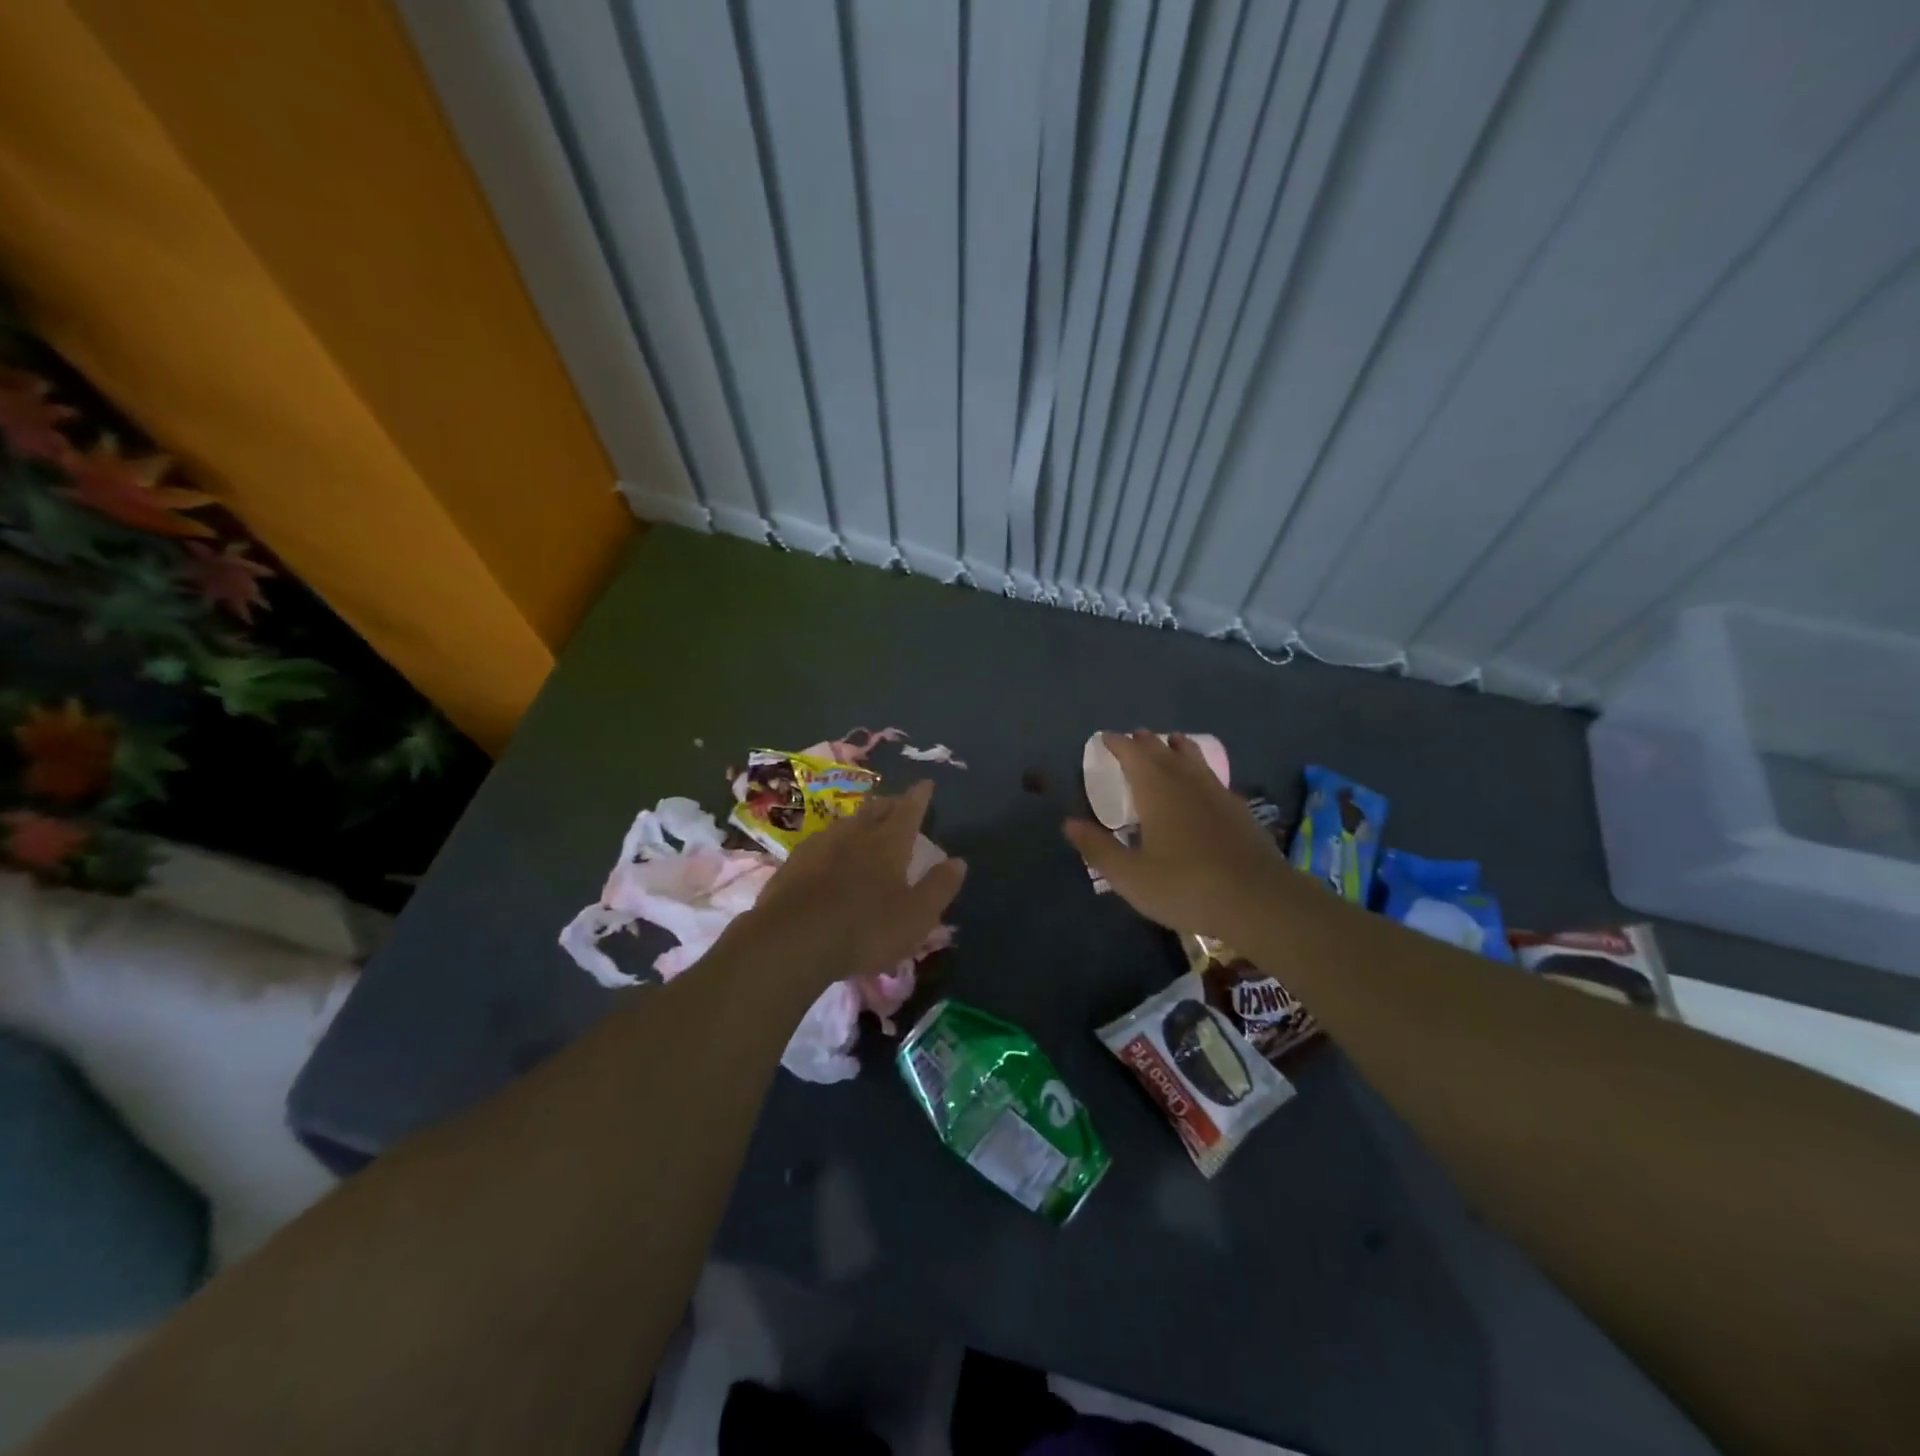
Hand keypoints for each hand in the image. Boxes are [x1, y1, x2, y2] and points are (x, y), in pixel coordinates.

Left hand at [731, 779, 965, 988]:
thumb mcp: (916, 916)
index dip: (919, 796)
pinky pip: (822, 840)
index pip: (909, 810)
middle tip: (899, 803)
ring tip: (868, 822)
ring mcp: (821, 845)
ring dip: (862, 818)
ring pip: (847, 822)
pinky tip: (830, 850)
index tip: (926, 783)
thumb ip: (939, 887)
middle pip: (876, 810)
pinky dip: (835, 839)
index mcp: (889, 843)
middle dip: (891, 803)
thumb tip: (958, 861)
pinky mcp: (794, 862)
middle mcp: (855, 834)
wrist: (792, 940)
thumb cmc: (865, 929)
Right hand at [1064, 731, 1287, 939]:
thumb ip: (1098, 848)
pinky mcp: (1239, 811)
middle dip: (1146, 742)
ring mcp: (1217, 794)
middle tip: (1135, 736)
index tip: (1106, 736)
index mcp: (1157, 791)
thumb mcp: (1130, 876)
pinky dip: (1200, 769)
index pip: (1133, 755)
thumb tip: (1068, 824)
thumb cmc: (1185, 886)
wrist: (1258, 900)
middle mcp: (1187, 783)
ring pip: (1194, 759)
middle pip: (1164, 752)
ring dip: (1178, 748)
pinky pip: (1213, 777)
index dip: (1118, 744)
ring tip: (1173, 741)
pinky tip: (1204, 783)